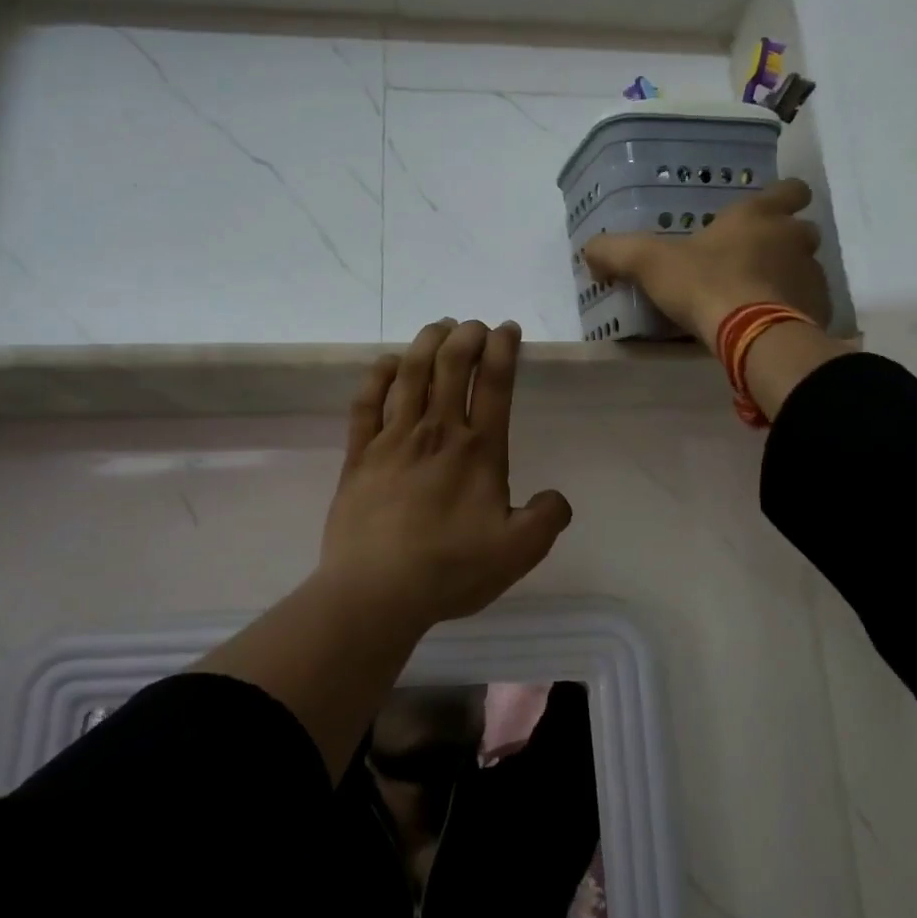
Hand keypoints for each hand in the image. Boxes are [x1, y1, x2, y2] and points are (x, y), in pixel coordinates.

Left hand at [319, 319, 573, 625]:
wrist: (376, 591)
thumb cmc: (450, 570)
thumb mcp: (517, 553)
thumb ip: (547, 519)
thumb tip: (556, 497)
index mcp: (478, 450)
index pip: (495, 383)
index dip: (503, 349)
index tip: (508, 329)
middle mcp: (437, 432)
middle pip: (451, 365)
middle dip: (466, 335)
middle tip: (475, 326)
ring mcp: (393, 439)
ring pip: (411, 373)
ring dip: (426, 342)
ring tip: (439, 327)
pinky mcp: (360, 454)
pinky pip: (367, 401)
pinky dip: (379, 375)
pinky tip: (388, 363)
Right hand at [582, 178, 832, 344]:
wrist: (751, 335)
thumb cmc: (704, 284)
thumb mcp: (649, 263)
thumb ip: (616, 251)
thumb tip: (590, 252)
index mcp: (758, 216)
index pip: (790, 189)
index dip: (783, 196)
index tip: (768, 210)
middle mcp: (792, 238)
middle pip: (801, 229)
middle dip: (784, 240)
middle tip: (754, 258)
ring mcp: (811, 274)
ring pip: (806, 267)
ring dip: (789, 276)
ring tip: (759, 297)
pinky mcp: (819, 310)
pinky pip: (810, 304)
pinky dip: (795, 310)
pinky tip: (771, 324)